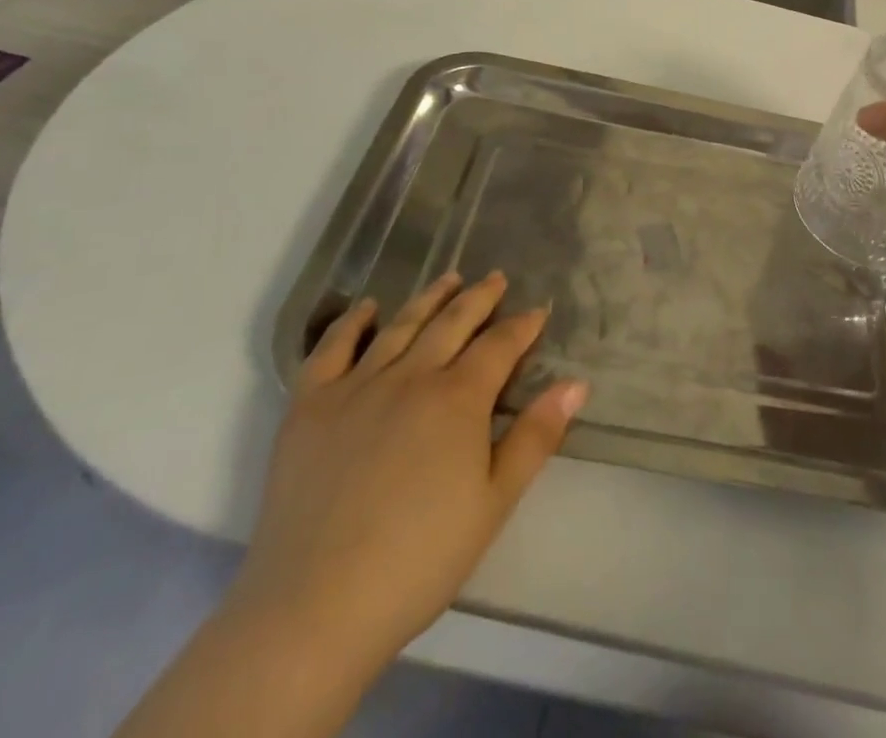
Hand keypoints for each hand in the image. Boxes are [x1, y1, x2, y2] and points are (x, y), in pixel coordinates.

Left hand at [228, 271, 587, 687]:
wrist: (315, 607)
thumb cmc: (419, 559)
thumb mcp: (494, 502)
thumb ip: (536, 436)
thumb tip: (576, 383)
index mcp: (458, 398)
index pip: (499, 345)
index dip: (522, 325)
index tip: (537, 310)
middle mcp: (410, 376)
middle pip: (452, 323)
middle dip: (480, 298)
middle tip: (496, 278)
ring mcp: (356, 386)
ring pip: (400, 326)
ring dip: (429, 298)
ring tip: (448, 278)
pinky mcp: (309, 406)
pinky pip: (331, 349)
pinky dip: (352, 322)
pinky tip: (367, 308)